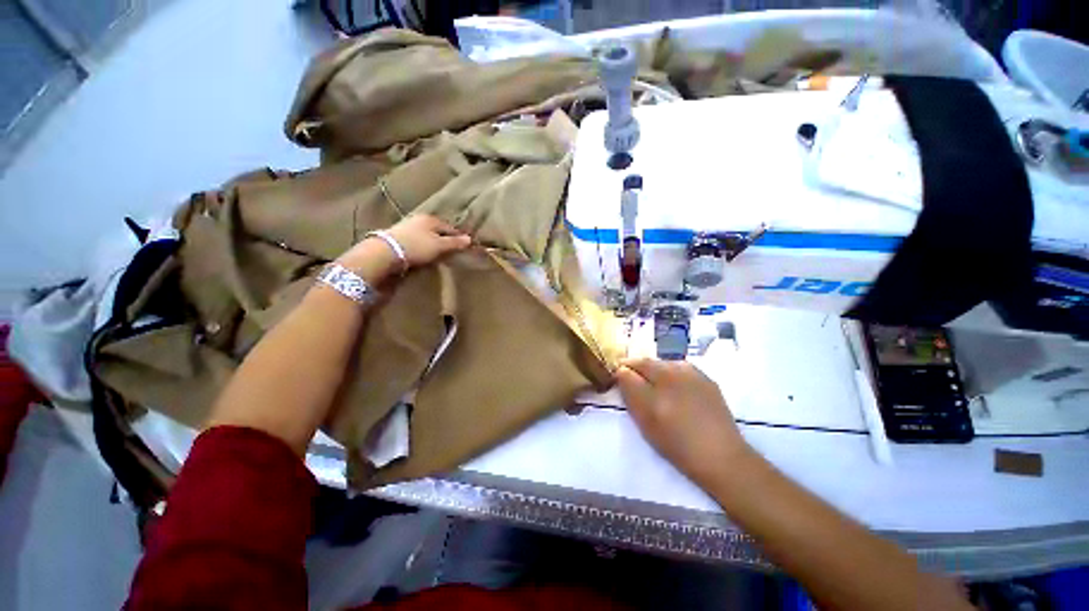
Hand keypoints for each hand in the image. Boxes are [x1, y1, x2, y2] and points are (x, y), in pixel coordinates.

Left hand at [337, 215, 471, 284]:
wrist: (385, 251)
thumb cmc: (417, 246)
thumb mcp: (439, 246)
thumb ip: (454, 242)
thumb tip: (469, 239)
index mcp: (431, 219)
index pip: (451, 228)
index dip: (458, 238)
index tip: (465, 247)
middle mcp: (419, 219)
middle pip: (438, 230)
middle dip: (445, 239)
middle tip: (452, 251)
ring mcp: (407, 226)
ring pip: (427, 235)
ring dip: (433, 243)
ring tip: (439, 253)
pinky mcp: (398, 236)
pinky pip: (417, 240)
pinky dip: (423, 245)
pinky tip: (424, 253)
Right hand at [616, 358, 752, 487]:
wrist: (722, 458)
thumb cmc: (676, 442)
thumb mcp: (644, 418)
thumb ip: (630, 389)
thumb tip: (621, 371)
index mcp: (660, 375)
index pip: (633, 364)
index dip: (623, 370)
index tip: (618, 381)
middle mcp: (677, 368)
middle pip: (649, 362)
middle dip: (638, 370)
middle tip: (634, 387)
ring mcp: (695, 373)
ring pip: (665, 365)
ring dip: (655, 372)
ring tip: (654, 390)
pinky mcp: (708, 381)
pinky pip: (681, 371)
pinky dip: (672, 377)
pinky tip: (675, 392)